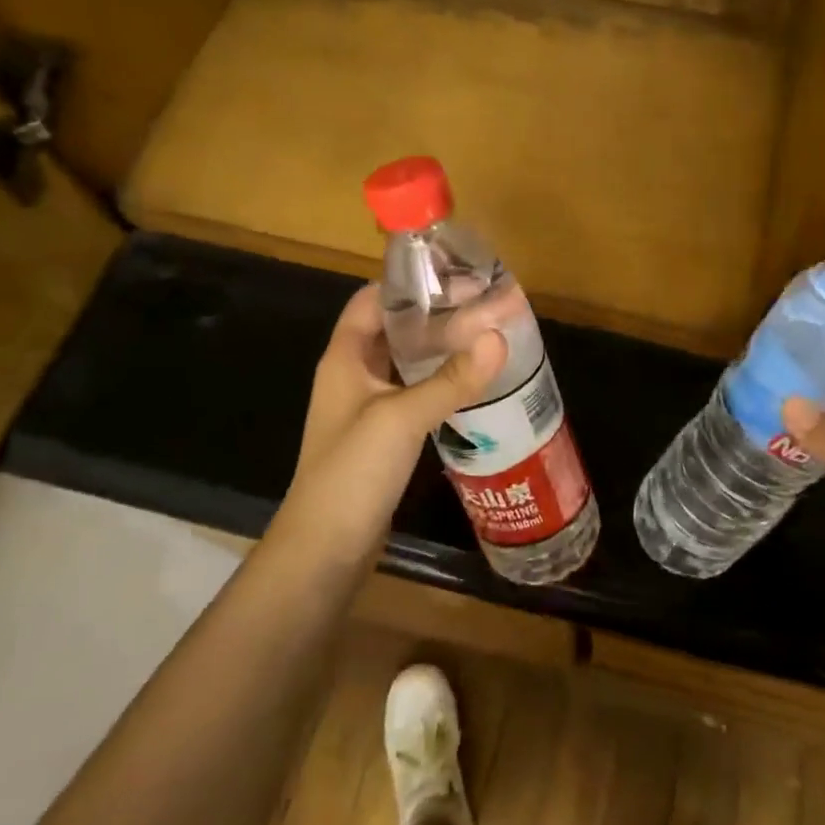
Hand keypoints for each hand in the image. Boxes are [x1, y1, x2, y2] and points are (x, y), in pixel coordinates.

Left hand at [276, 284, 506, 556]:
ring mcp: (370, 407)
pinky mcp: (386, 436)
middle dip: (438, 314)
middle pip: (397, 329)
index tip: (455, 274)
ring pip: (410, 362)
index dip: (408, 282)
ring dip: (443, 348)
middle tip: (487, 303)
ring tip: (489, 335)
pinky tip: (475, 382)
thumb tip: (499, 336)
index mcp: (346, 357)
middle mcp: (356, 375)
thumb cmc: (351, 473)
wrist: (325, 550)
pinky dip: (443, 381)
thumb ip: (450, 379)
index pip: (373, 299)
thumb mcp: (401, 419)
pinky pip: (417, 393)